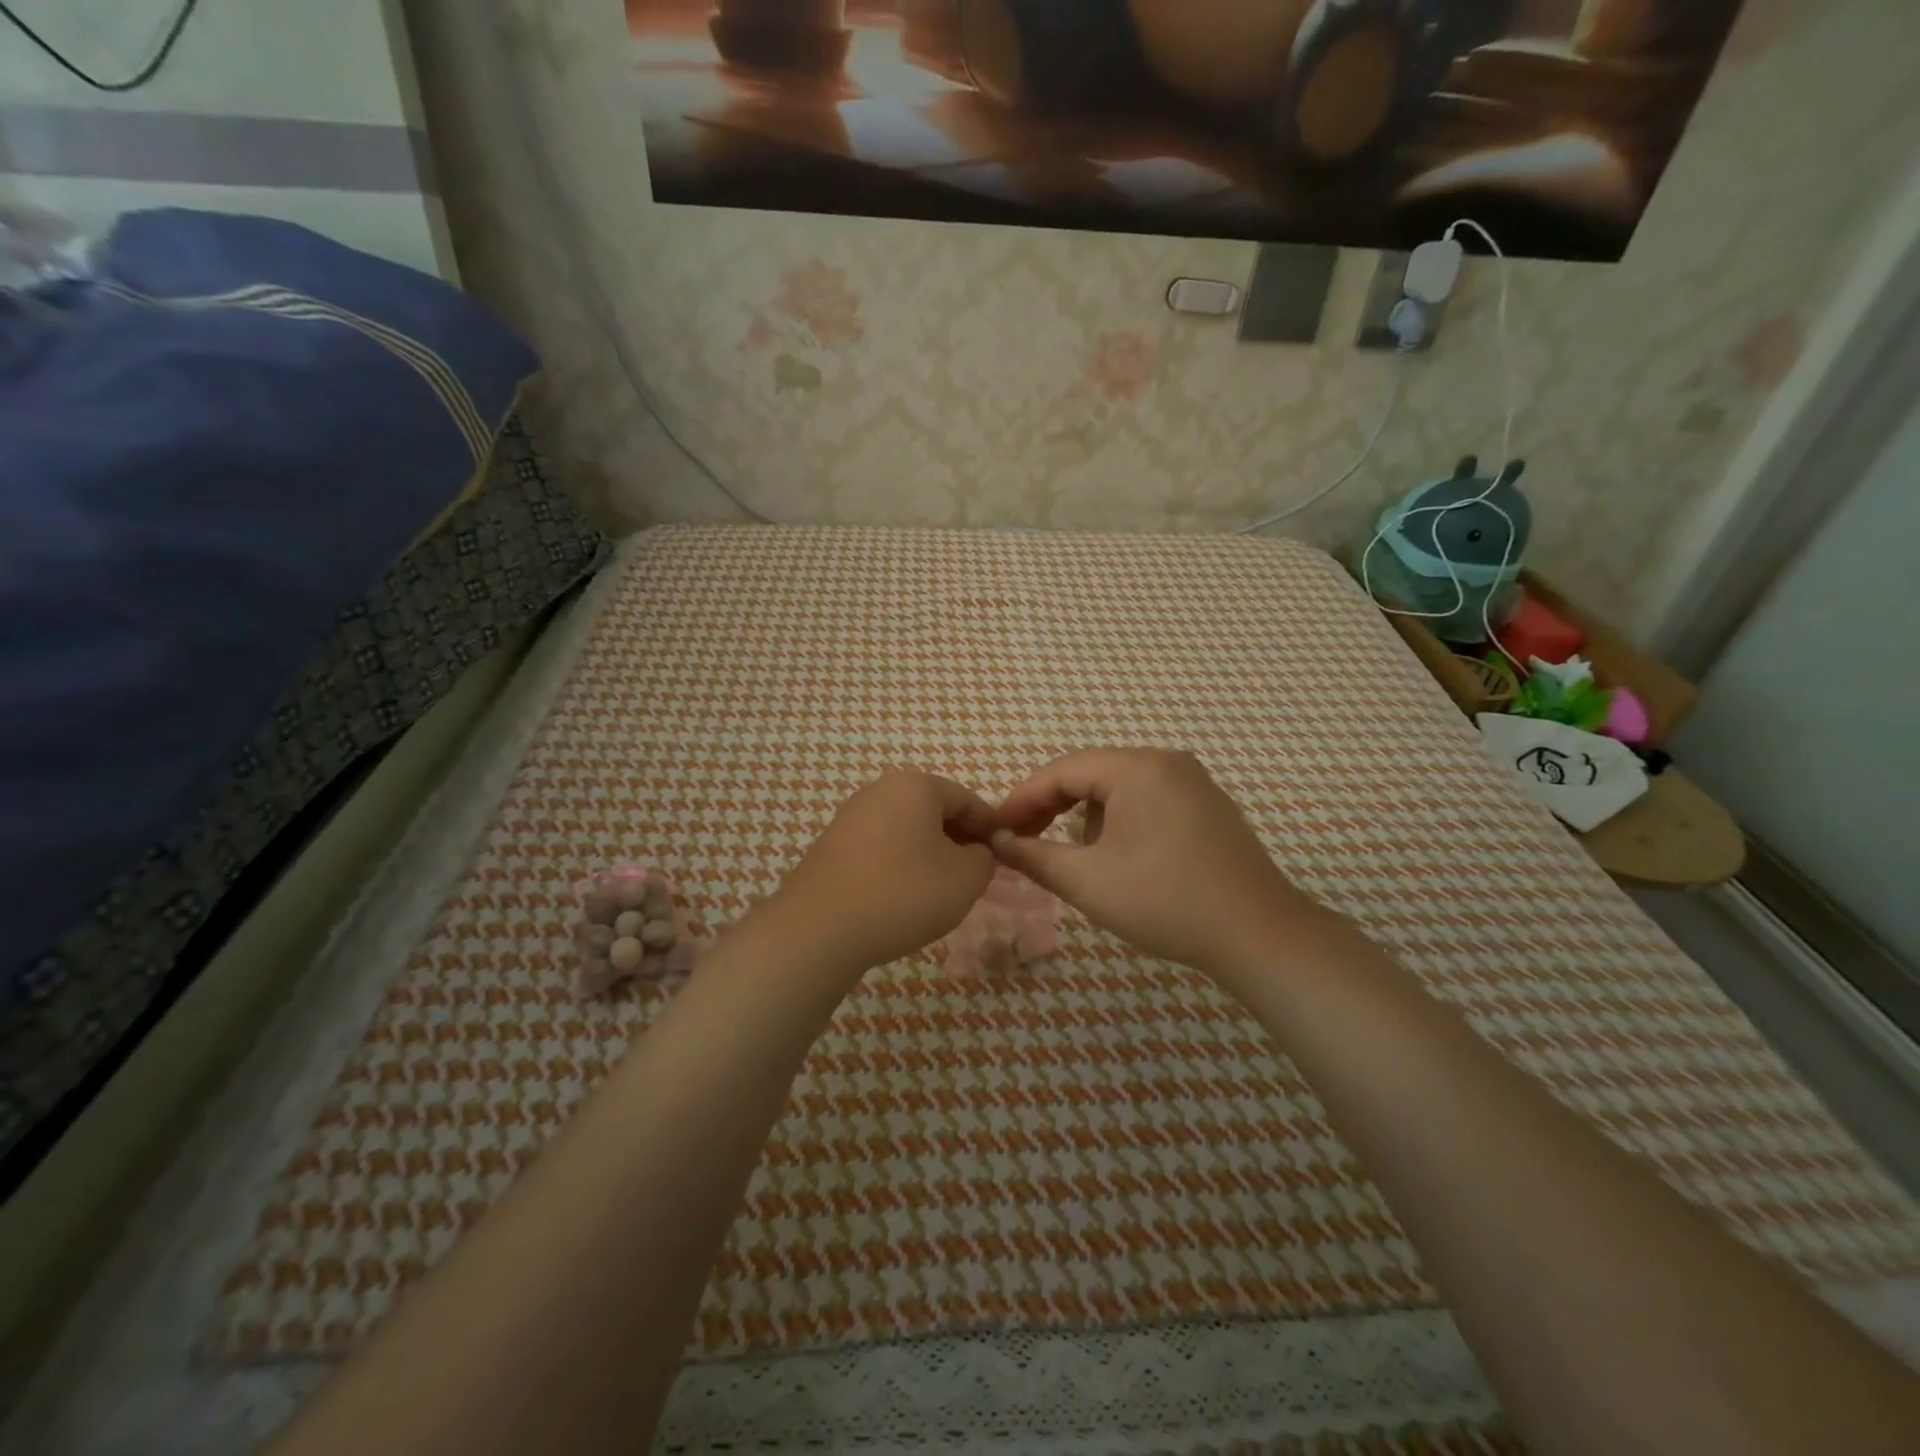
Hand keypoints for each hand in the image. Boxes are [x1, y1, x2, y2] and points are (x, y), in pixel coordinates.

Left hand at [766, 771, 997, 975]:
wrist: (820, 929)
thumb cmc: (904, 894)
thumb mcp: (965, 879)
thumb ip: (984, 858)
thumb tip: (976, 852)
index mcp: (916, 786)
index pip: (968, 800)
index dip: (992, 828)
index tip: (1005, 856)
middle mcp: (881, 790)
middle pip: (935, 811)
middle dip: (959, 840)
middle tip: (976, 875)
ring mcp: (851, 816)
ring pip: (907, 829)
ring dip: (930, 853)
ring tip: (941, 889)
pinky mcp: (832, 845)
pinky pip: (881, 846)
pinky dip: (900, 864)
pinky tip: (904, 896)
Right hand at [991, 749, 1316, 977]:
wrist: (1258, 935)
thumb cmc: (1165, 901)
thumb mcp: (1088, 881)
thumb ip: (1034, 856)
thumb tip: (997, 842)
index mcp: (1137, 767)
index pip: (1062, 770)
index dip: (1022, 799)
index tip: (995, 829)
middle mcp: (1167, 762)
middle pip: (1091, 774)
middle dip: (1053, 808)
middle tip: (1022, 840)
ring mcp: (1194, 783)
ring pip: (1119, 789)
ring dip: (1088, 817)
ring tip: (1075, 857)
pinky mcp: (1209, 807)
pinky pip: (1149, 801)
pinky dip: (1121, 822)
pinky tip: (1120, 858)